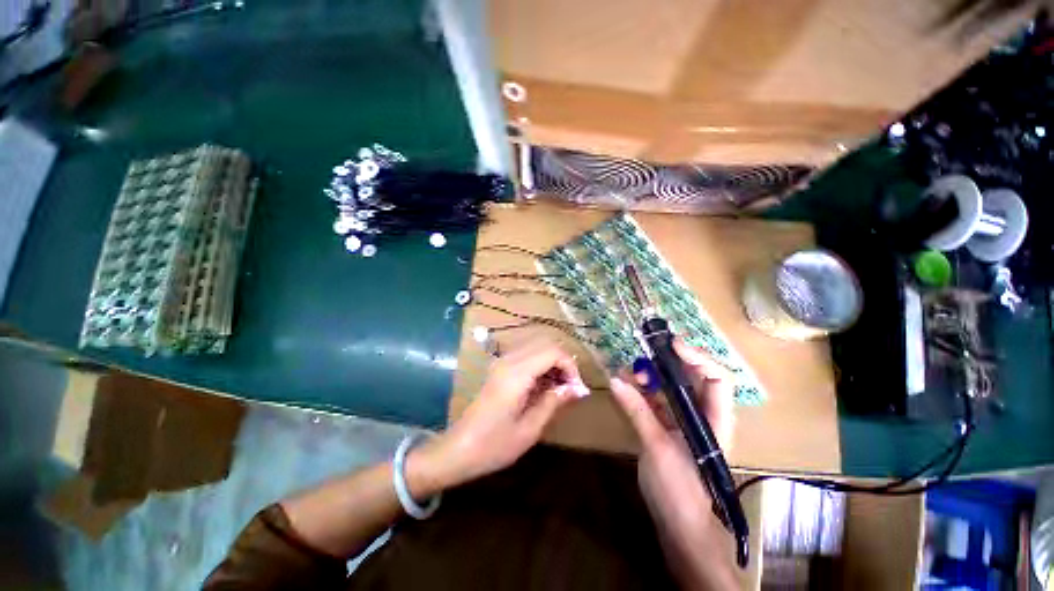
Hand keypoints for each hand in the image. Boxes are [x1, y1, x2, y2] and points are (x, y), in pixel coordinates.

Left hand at [409, 340, 588, 494]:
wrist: (459, 449)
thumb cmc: (494, 445)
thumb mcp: (529, 429)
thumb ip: (554, 402)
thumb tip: (578, 388)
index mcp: (516, 373)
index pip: (553, 352)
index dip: (571, 366)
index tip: (578, 389)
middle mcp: (509, 360)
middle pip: (545, 344)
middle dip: (563, 362)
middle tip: (570, 387)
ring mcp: (502, 362)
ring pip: (536, 347)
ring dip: (552, 362)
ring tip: (559, 388)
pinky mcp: (499, 368)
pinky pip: (526, 355)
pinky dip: (541, 364)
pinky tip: (543, 386)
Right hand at [609, 341, 737, 588]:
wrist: (682, 529)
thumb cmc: (680, 491)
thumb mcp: (657, 448)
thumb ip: (637, 411)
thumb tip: (616, 380)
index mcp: (714, 419)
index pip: (716, 377)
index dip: (697, 356)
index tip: (670, 344)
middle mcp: (703, 415)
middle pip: (692, 378)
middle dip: (668, 363)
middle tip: (643, 356)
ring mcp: (685, 422)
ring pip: (672, 389)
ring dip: (652, 377)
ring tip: (630, 374)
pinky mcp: (669, 429)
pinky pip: (657, 402)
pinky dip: (642, 393)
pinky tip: (626, 388)